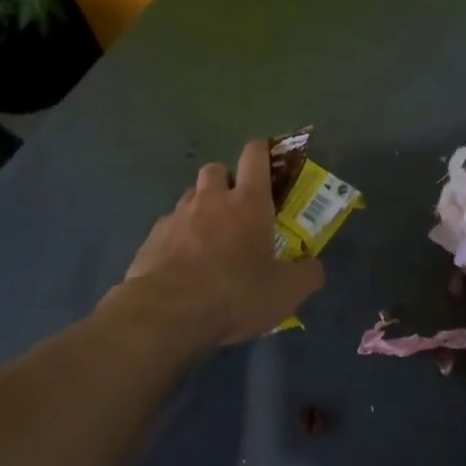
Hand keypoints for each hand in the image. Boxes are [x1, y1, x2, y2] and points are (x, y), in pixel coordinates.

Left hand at [114, 139, 324, 347]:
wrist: (167, 313)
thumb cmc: (235, 294)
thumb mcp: (285, 292)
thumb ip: (306, 274)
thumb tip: (313, 265)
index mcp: (248, 202)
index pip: (254, 156)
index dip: (261, 152)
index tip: (267, 161)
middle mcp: (210, 200)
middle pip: (215, 169)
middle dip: (225, 181)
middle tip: (236, 209)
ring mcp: (176, 216)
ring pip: (190, 196)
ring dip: (200, 207)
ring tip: (208, 238)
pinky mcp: (152, 238)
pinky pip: (168, 225)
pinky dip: (178, 236)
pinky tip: (182, 262)